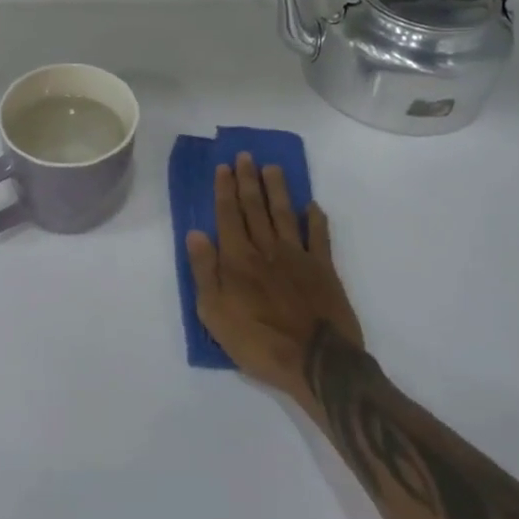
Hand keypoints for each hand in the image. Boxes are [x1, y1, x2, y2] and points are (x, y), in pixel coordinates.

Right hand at [187, 153, 365, 404]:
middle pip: (255, 208)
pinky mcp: (324, 270)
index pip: (229, 215)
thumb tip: (195, 233)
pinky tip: (312, 205)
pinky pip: (319, 237)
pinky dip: (316, 219)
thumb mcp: (215, 313)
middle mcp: (266, 249)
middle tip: (245, 156)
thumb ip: (204, 271)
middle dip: (248, 180)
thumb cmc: (258, 342)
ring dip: (277, 190)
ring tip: (272, 168)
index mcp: (238, 259)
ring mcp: (298, 257)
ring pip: (284, 214)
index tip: (224, 167)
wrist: (317, 362)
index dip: (225, 190)